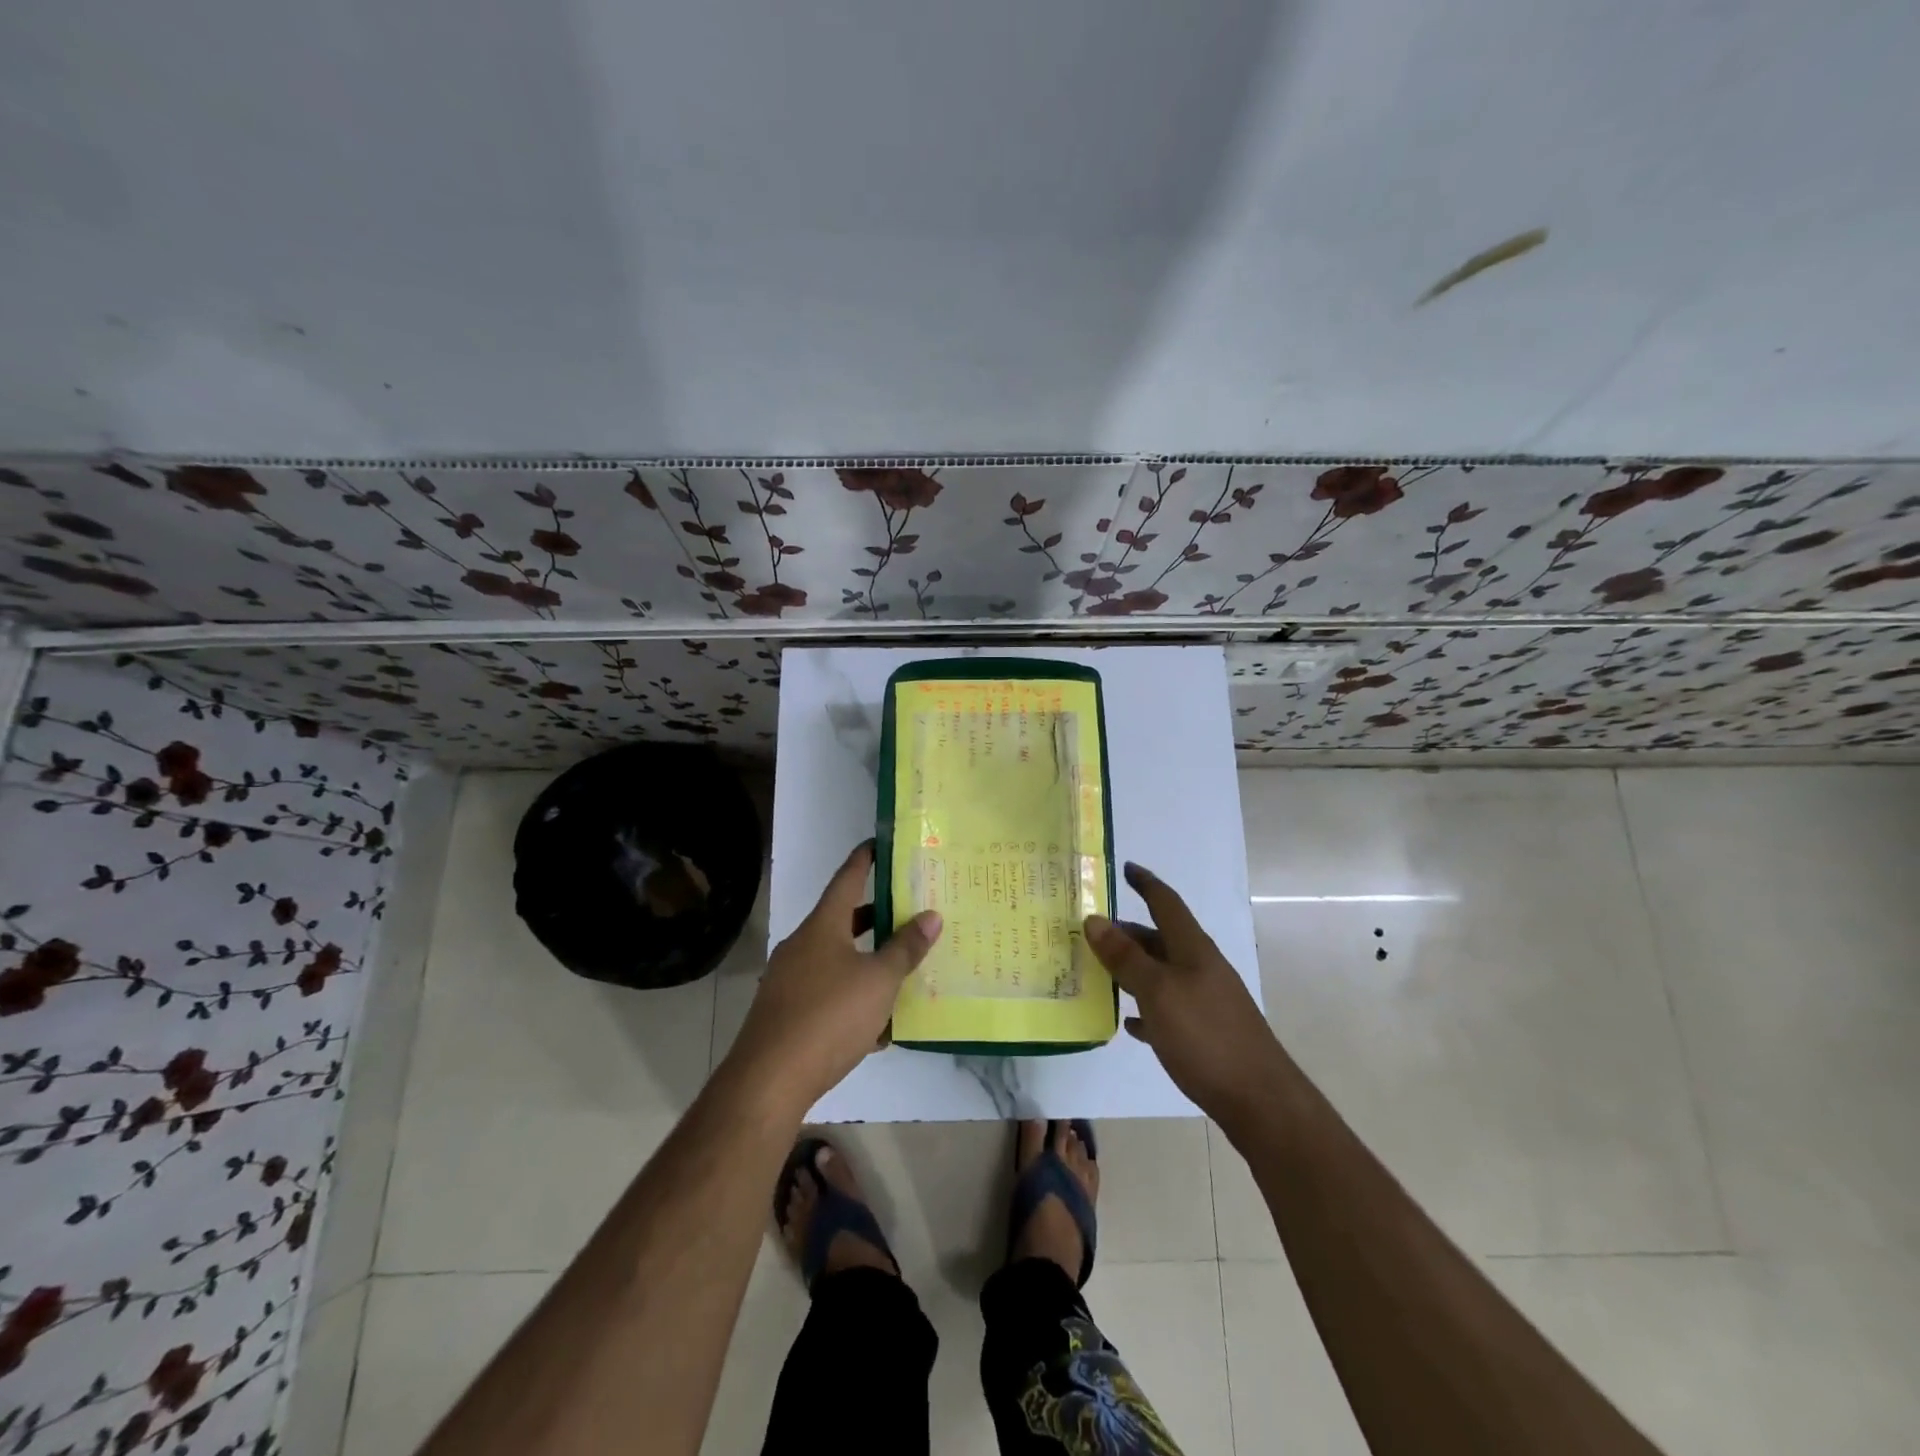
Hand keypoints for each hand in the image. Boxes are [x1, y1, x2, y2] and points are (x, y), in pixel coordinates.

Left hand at [726, 841, 942, 1113]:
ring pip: (836, 959)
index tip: (878, 843)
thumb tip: (931, 915)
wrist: (768, 1080)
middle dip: (873, 916)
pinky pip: (826, 993)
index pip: (846, 879)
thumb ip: (906, 948)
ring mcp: (789, 980)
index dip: (864, 860)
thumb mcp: (879, 980)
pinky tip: (877, 1026)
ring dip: (865, 960)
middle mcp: (802, 945)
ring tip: (899, 968)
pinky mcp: (785, 1013)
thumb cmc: (829, 1016)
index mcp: (822, 926)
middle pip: (841, 920)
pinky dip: (851, 997)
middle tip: (906, 910)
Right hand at [1085, 862, 1285, 1126]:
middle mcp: (1200, 967)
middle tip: (1091, 932)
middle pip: (1160, 938)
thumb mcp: (1158, 992)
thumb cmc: (1206, 1036)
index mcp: (1192, 949)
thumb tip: (1094, 919)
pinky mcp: (1206, 1033)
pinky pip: (1167, 1009)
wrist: (1260, 1101)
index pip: (1166, 902)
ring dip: (1132, 969)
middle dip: (1127, 932)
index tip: (1125, 867)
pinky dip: (1146, 1008)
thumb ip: (1126, 957)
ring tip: (1098, 973)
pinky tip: (1129, 1023)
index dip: (1145, 883)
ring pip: (1161, 973)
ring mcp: (1206, 1000)